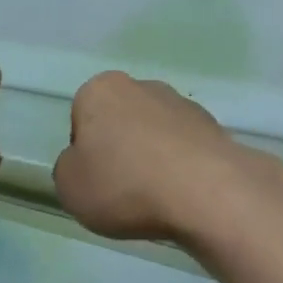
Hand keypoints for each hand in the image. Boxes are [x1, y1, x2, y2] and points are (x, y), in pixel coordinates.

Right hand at [53, 72, 247, 242]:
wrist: (206, 191)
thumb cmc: (125, 184)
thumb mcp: (69, 187)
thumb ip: (69, 168)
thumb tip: (85, 162)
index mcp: (101, 90)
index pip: (81, 119)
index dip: (85, 153)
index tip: (96, 180)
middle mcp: (142, 86)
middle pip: (120, 122)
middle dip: (121, 150)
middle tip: (124, 190)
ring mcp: (182, 104)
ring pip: (155, 134)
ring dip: (153, 158)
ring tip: (157, 197)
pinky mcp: (213, 126)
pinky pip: (185, 148)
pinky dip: (181, 167)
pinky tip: (183, 193)